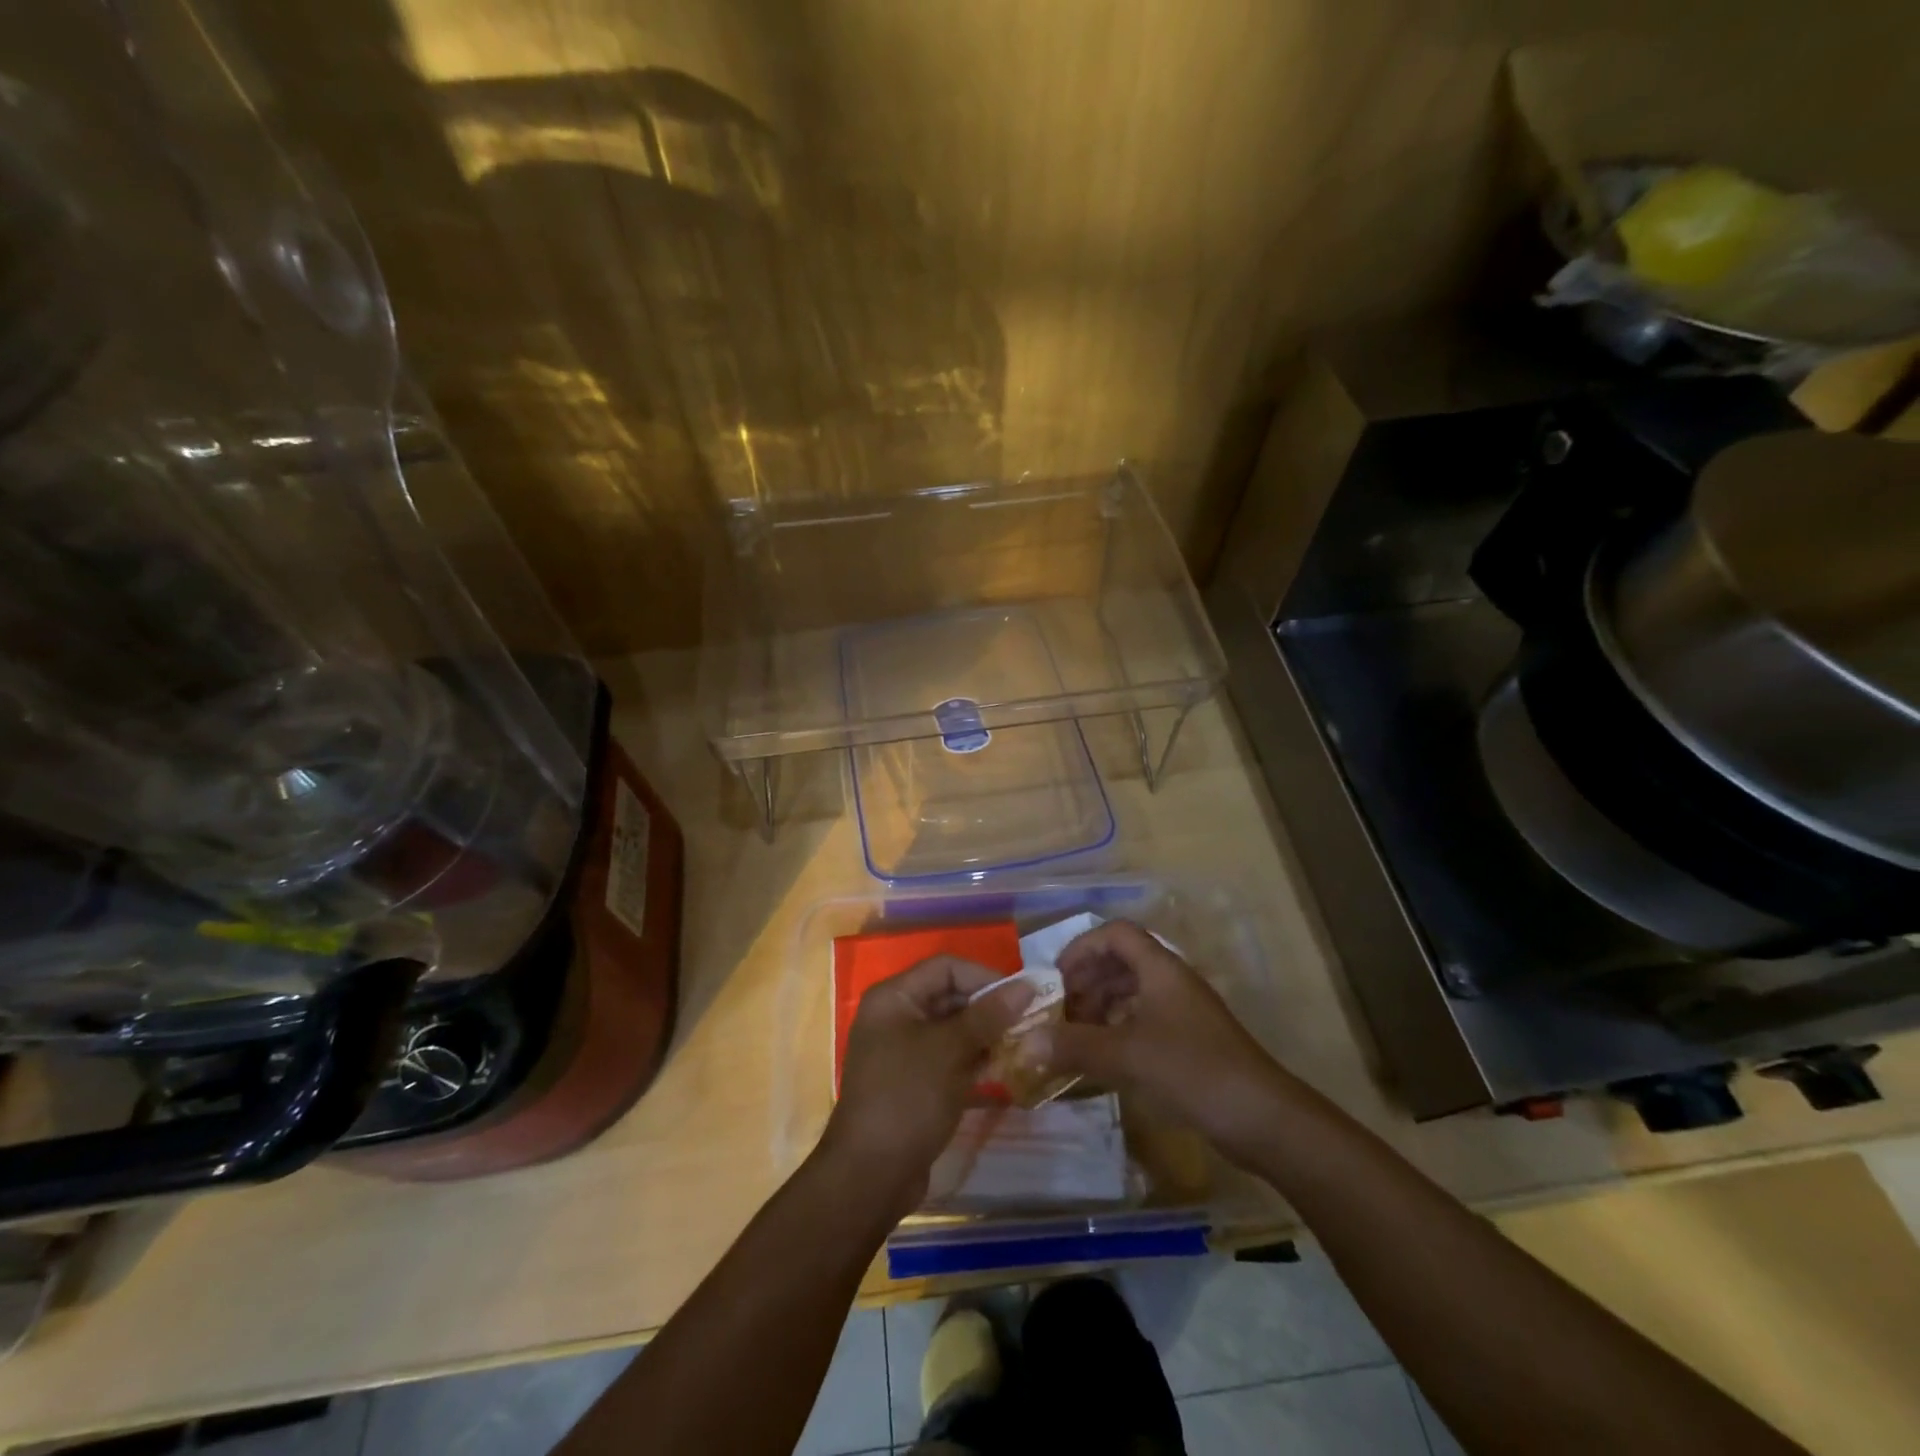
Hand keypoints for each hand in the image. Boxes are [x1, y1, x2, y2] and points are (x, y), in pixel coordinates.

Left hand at [820, 956, 1031, 1212]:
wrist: (870, 1176)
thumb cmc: (907, 1098)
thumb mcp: (949, 1051)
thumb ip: (987, 1016)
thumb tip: (1026, 986)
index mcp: (894, 998)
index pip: (946, 967)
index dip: (984, 976)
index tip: (1021, 996)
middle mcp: (896, 1016)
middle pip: (950, 996)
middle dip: (989, 1007)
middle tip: (1029, 1022)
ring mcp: (904, 1051)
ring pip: (953, 1029)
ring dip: (987, 1035)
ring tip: (1024, 1045)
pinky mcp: (915, 1081)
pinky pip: (950, 1057)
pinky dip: (975, 1060)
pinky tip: (1005, 1070)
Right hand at [1034, 919, 1296, 1165]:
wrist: (1262, 1118)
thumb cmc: (1193, 1070)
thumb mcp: (1128, 1055)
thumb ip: (1076, 1046)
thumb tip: (1027, 1042)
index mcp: (1160, 969)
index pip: (1115, 934)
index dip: (1082, 947)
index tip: (1056, 977)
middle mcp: (1171, 982)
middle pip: (1121, 961)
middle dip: (1086, 981)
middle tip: (1061, 1010)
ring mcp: (1182, 1012)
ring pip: (1132, 992)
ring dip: (1100, 1006)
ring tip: (1075, 1034)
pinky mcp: (1189, 1042)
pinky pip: (1143, 1020)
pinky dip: (1117, 1030)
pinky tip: (1102, 1057)